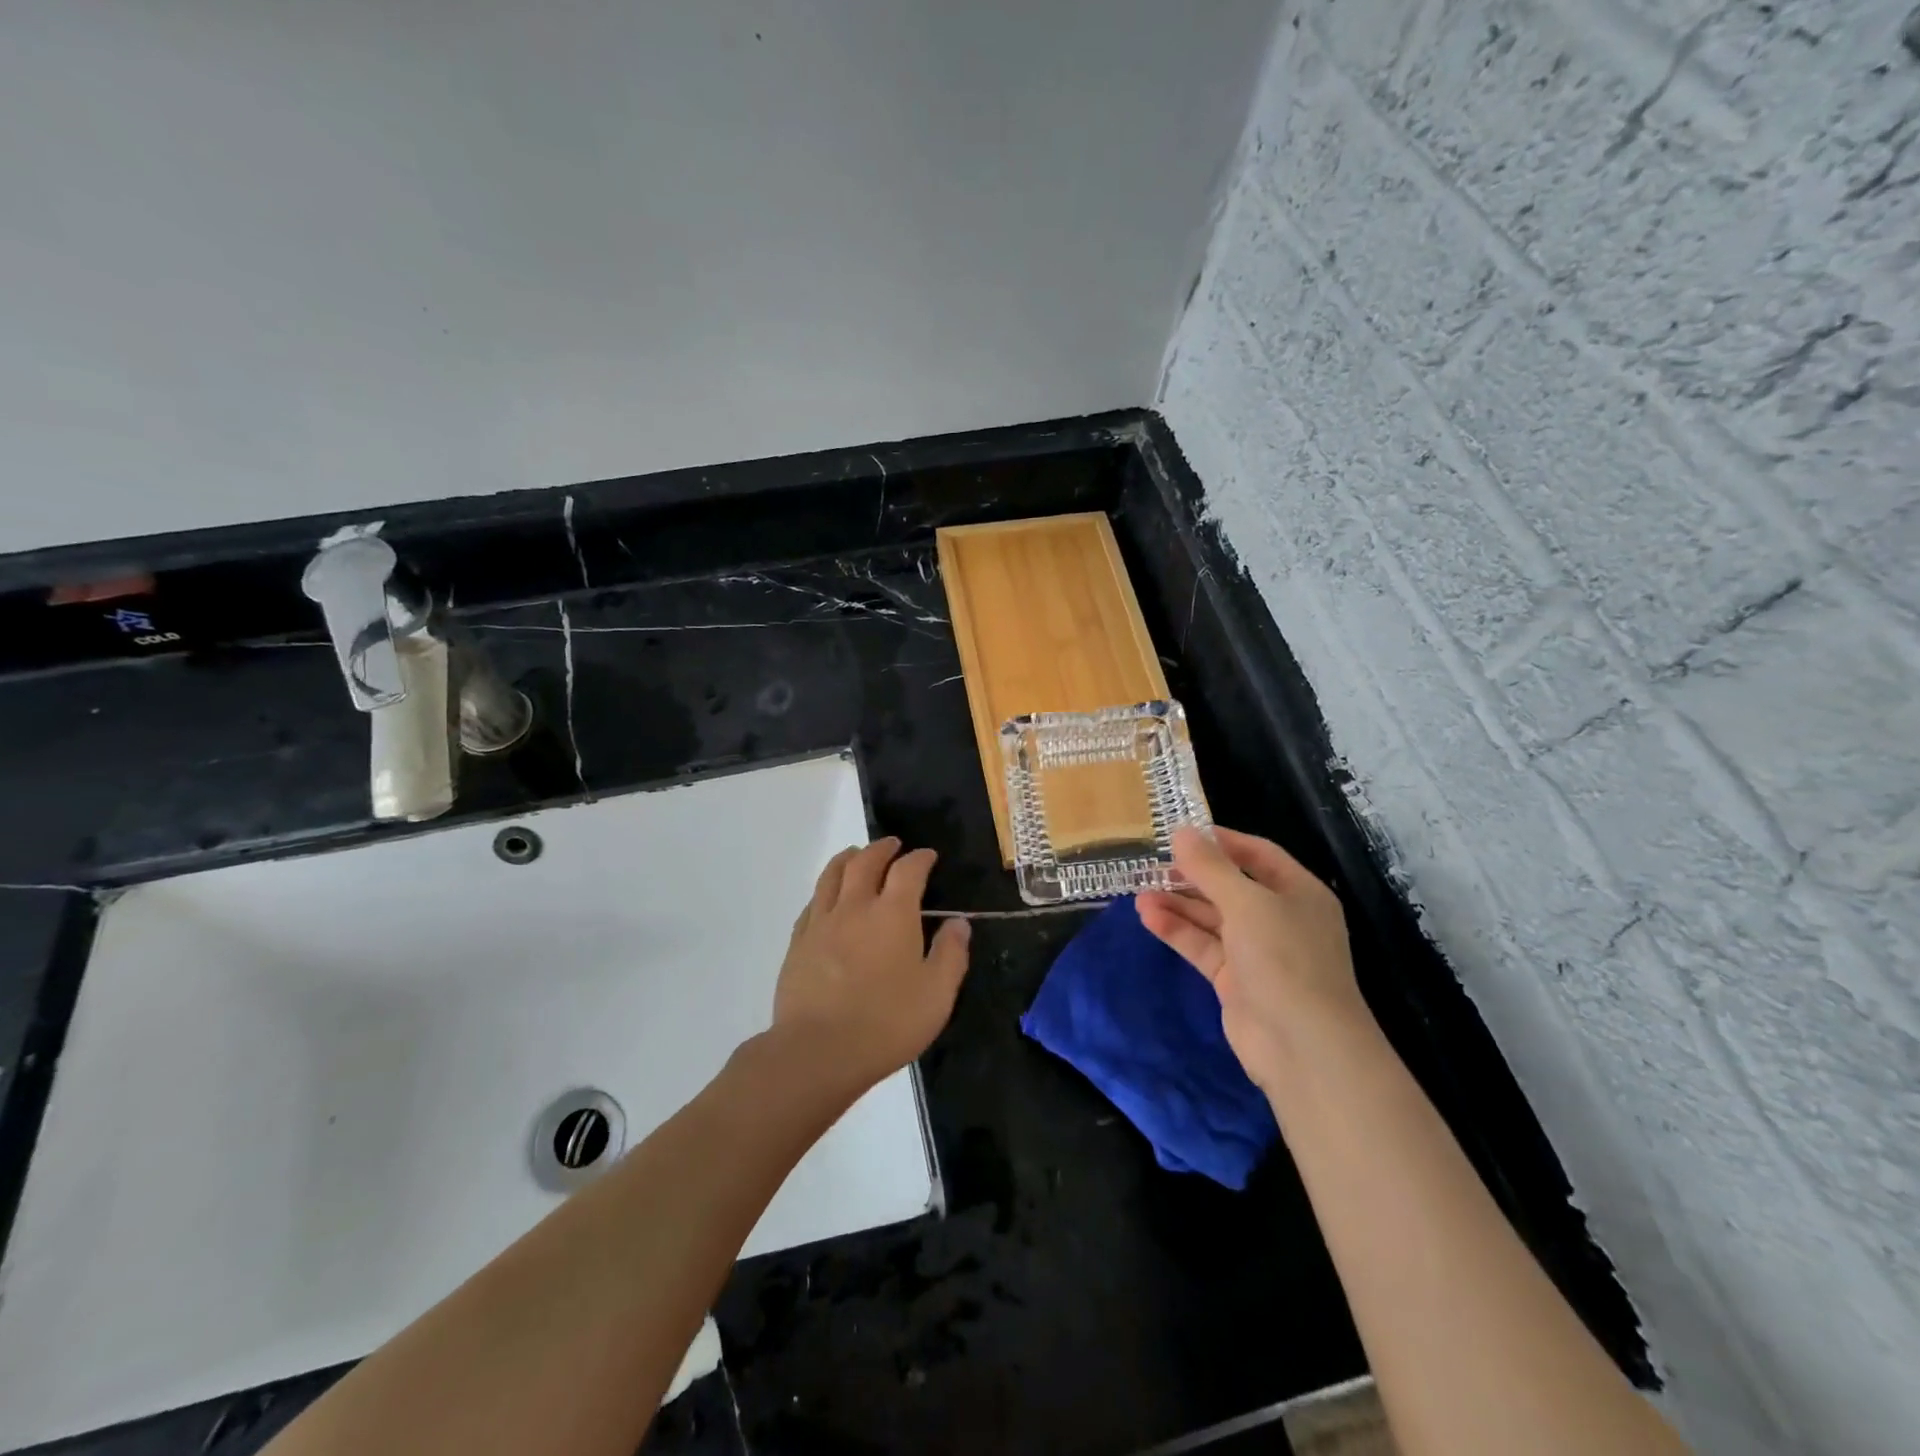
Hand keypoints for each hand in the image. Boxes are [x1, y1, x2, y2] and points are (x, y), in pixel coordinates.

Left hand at [771, 837, 971, 1087]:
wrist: (817, 1051)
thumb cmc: (886, 1023)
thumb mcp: (937, 994)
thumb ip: (951, 954)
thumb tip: (958, 922)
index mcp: (893, 914)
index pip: (908, 870)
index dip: (919, 858)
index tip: (927, 856)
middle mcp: (855, 907)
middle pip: (865, 862)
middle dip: (881, 848)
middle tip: (892, 845)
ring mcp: (821, 923)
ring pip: (832, 875)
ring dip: (847, 859)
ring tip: (855, 855)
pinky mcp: (798, 943)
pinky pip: (812, 903)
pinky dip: (825, 890)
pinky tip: (827, 898)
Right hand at [1136, 827, 1367, 1090]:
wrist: (1302, 1047)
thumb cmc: (1284, 959)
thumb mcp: (1247, 903)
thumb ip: (1210, 867)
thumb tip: (1181, 832)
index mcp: (1298, 892)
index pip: (1258, 854)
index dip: (1221, 842)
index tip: (1181, 833)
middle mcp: (1279, 918)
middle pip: (1230, 886)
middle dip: (1191, 875)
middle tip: (1151, 863)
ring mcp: (1256, 951)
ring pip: (1211, 917)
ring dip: (1178, 903)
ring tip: (1139, 891)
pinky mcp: (1234, 979)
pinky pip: (1202, 945)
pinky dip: (1177, 930)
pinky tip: (1148, 916)